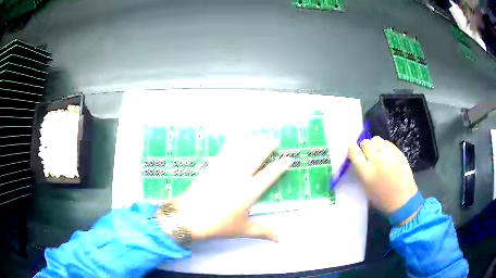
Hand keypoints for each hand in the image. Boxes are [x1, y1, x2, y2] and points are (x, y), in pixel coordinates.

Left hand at [173, 139, 291, 241]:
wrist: (189, 217)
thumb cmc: (218, 225)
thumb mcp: (243, 229)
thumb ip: (264, 231)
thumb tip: (281, 238)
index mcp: (250, 191)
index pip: (270, 175)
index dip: (280, 166)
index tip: (288, 159)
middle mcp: (239, 176)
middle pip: (256, 156)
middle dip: (267, 147)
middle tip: (274, 141)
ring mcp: (224, 169)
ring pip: (242, 151)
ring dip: (252, 142)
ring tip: (260, 136)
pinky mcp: (212, 167)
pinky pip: (225, 151)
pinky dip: (232, 143)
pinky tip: (235, 137)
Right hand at [348, 136, 417, 213]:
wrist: (403, 200)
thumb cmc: (382, 199)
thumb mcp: (366, 188)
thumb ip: (361, 172)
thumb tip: (358, 159)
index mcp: (366, 172)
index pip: (354, 152)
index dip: (352, 149)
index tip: (353, 151)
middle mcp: (376, 161)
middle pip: (366, 143)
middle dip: (364, 147)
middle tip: (367, 153)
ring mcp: (389, 155)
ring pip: (377, 140)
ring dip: (375, 144)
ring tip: (377, 151)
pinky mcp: (398, 153)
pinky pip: (388, 143)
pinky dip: (384, 146)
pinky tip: (386, 154)